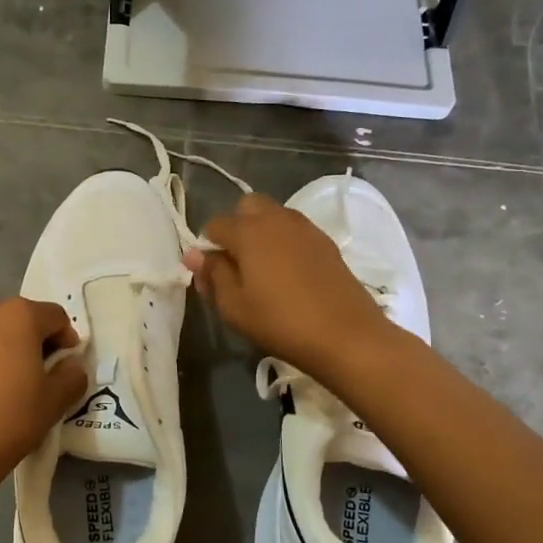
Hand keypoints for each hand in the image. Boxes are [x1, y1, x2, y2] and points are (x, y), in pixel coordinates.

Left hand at [0, 298, 86, 486]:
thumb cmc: (12, 416)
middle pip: (20, 318)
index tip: (67, 364)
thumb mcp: (56, 400)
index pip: (55, 316)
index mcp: (19, 315)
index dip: (67, 337)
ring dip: (6, 347)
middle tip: (40, 373)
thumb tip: (70, 365)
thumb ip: (72, 375)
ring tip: (9, 382)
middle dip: (34, 340)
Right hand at [187, 194, 395, 378]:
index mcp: (248, 231)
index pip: (214, 225)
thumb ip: (213, 274)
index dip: (207, 248)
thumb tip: (194, 255)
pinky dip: (284, 242)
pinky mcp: (326, 242)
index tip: (211, 275)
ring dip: (261, 232)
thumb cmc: (280, 322)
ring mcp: (305, 228)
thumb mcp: (233, 306)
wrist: (347, 336)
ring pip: (274, 215)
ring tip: (262, 270)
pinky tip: (288, 274)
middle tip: (237, 263)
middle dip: (236, 226)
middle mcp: (276, 219)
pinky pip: (295, 231)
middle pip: (247, 206)